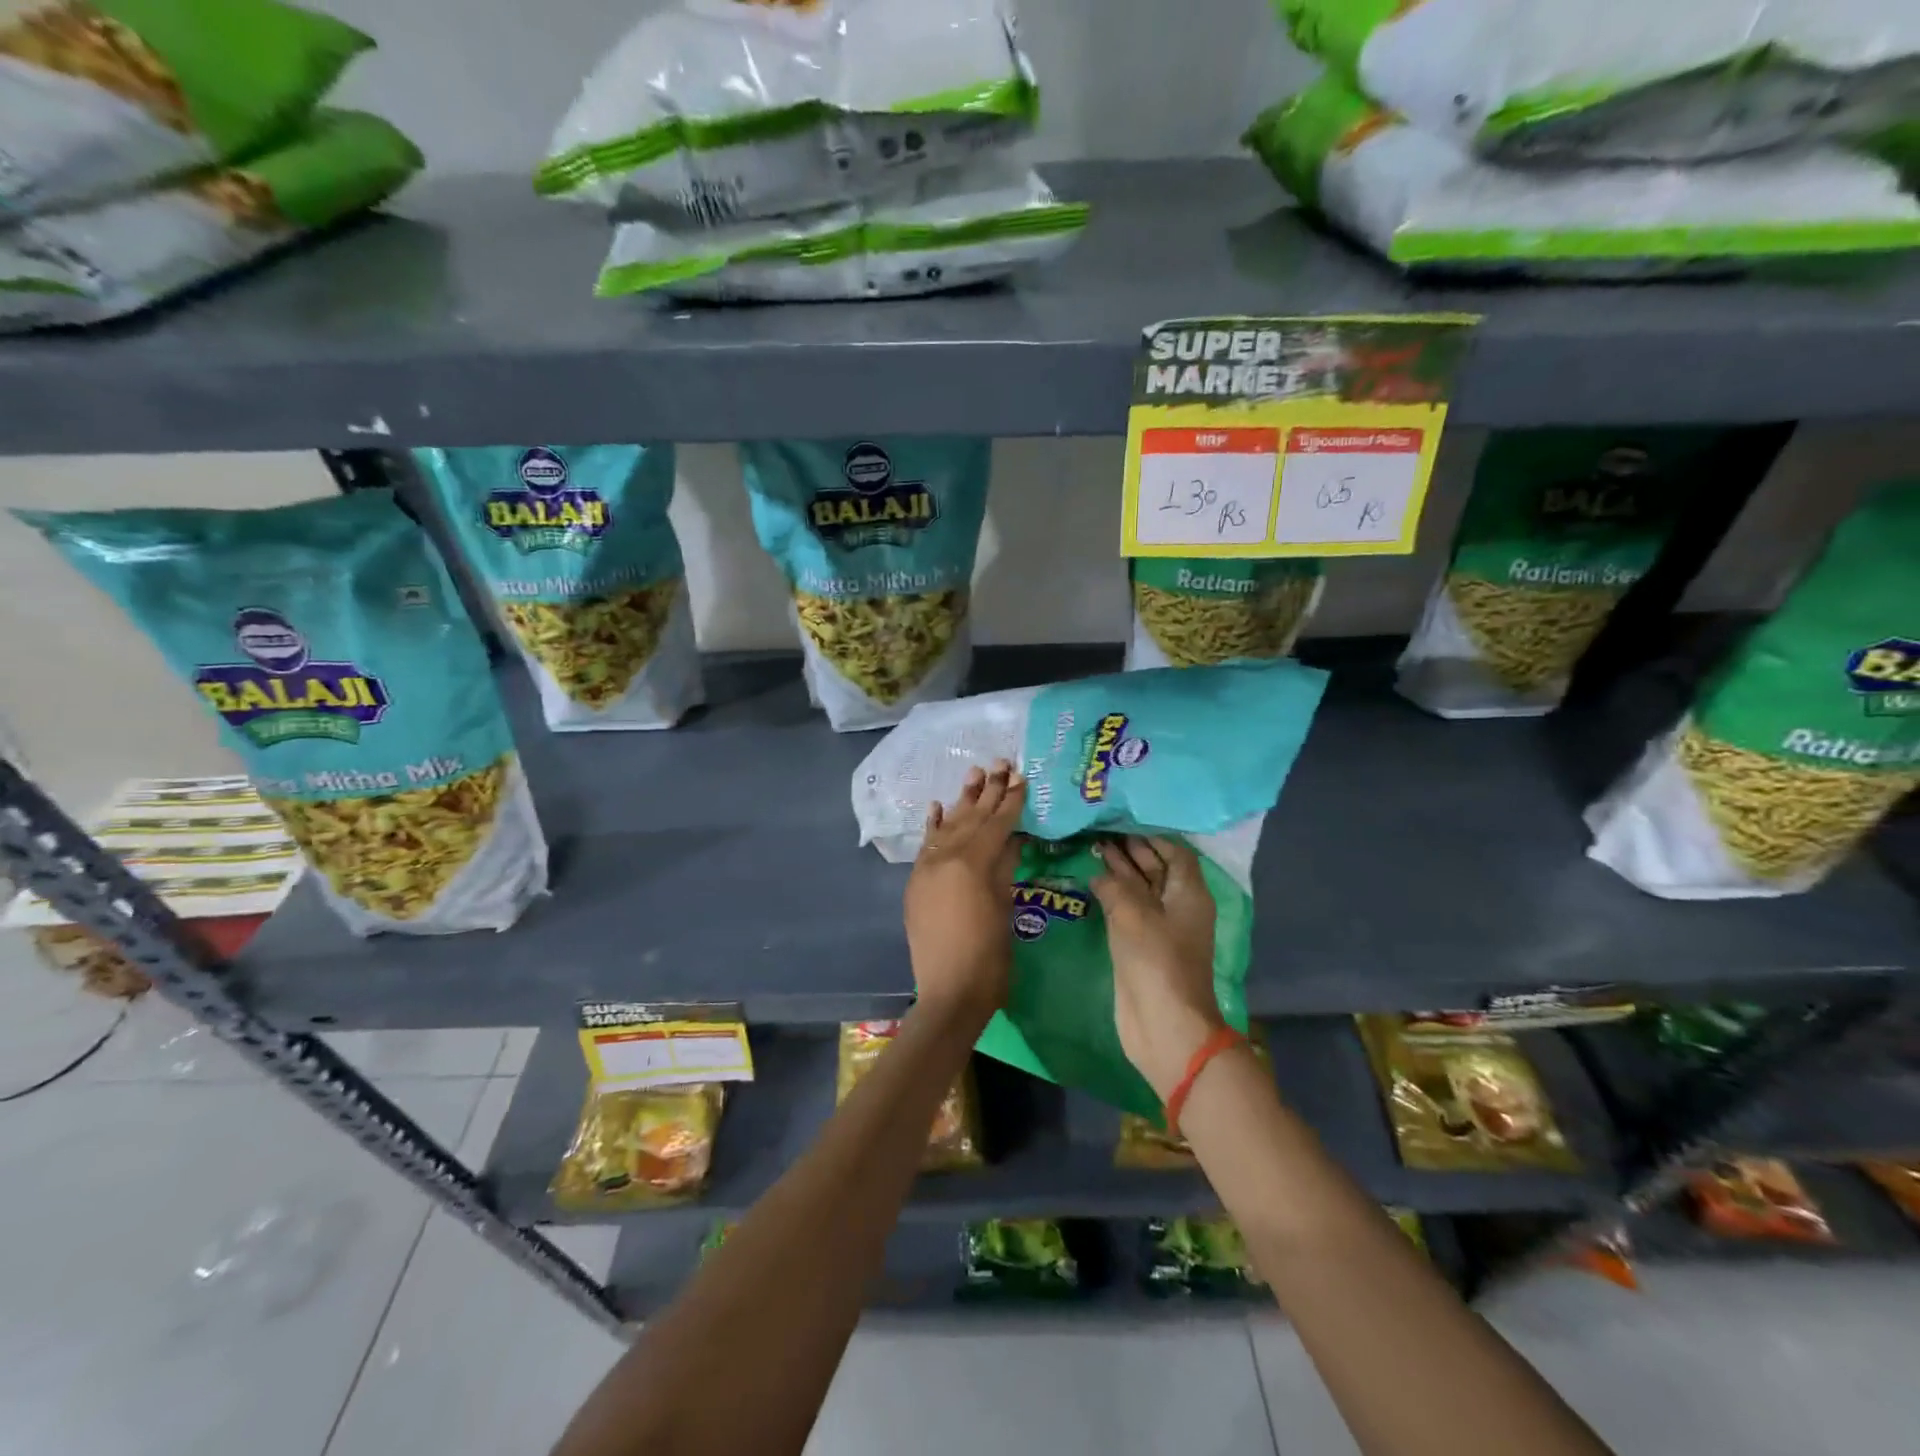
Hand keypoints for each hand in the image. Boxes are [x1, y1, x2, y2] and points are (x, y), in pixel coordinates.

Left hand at [904, 761, 1025, 1020]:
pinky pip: (926, 846)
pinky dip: (933, 826)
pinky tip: (939, 806)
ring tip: (974, 773)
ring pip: (948, 827)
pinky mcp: (916, 882)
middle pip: (970, 818)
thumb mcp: (1005, 905)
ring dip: (962, 801)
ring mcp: (925, 869)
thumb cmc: (989, 956)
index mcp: (971, 863)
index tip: (1021, 776)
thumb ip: (1006, 864)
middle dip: (987, 791)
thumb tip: (1015, 834)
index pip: (996, 823)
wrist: (949, 993)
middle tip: (1001, 763)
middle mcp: (944, 858)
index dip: (1010, 800)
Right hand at [1091, 835, 1223, 1100]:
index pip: (1175, 852)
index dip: (1153, 836)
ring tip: (1094, 849)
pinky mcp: (1143, 947)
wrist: (1164, 1023)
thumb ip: (1115, 886)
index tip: (1124, 820)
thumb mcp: (1133, 914)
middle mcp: (1178, 906)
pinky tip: (1093, 883)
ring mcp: (1160, 928)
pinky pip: (1129, 911)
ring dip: (1121, 871)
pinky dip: (1114, 896)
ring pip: (1142, 890)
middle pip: (1158, 869)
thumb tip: (1101, 873)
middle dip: (1133, 850)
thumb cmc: (1156, 961)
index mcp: (1189, 893)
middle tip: (1102, 831)